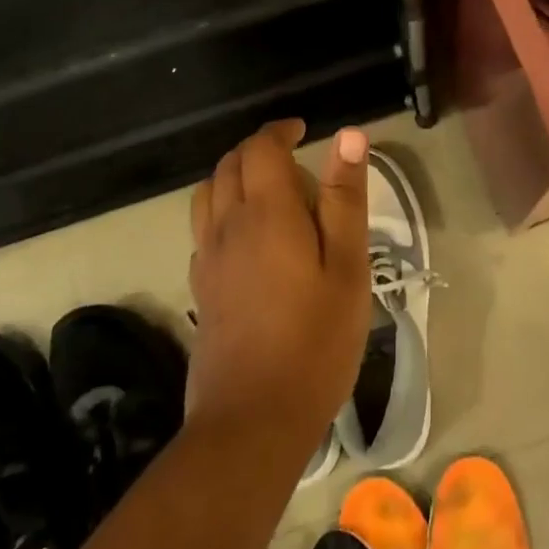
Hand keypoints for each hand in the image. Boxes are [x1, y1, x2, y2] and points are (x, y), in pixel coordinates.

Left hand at [186, 120, 369, 443]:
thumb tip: (348, 136)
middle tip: (295, 160)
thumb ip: (345, 198)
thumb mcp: (347, 267)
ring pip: (208, 193)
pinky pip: (203, 227)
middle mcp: (227, 225)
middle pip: (229, 165)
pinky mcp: (200, 287)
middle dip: (258, 149)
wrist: (253, 418)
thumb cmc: (315, 341)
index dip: (279, 130)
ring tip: (269, 191)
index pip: (261, 148)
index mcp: (266, 213)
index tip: (303, 130)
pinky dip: (222, 210)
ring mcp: (207, 258)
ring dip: (234, 176)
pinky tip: (248, 237)